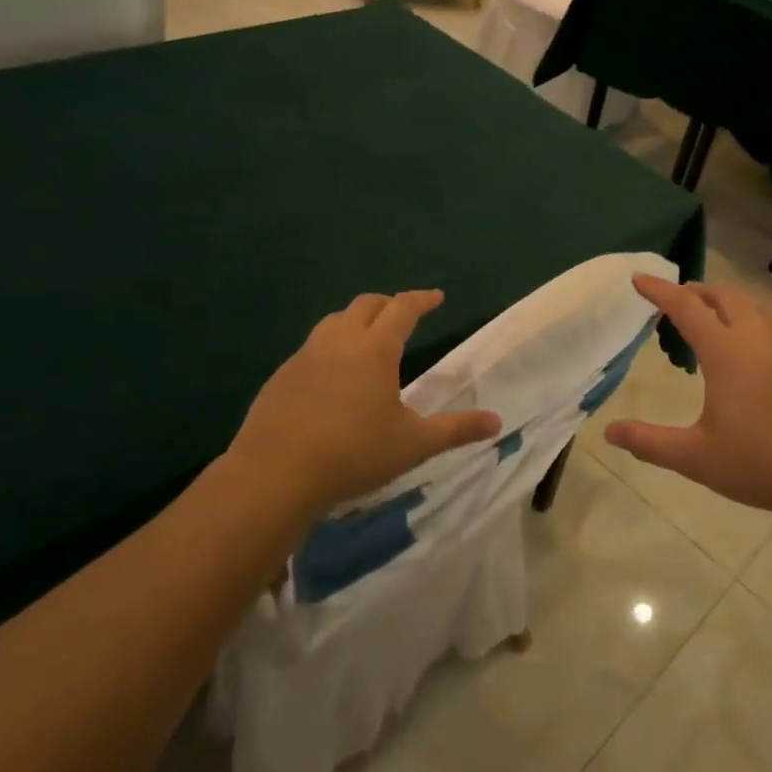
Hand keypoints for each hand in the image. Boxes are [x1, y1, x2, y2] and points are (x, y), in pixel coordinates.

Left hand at [228, 290, 500, 515]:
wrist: (275, 474)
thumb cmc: (354, 454)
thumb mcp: (413, 444)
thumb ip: (456, 429)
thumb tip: (496, 422)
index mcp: (374, 349)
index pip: (402, 309)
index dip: (421, 299)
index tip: (436, 297)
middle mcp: (339, 342)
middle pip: (365, 305)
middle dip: (388, 304)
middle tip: (403, 315)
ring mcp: (304, 356)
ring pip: (333, 321)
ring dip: (355, 321)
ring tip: (366, 339)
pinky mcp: (281, 377)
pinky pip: (310, 348)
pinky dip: (329, 347)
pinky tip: (331, 377)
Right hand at [604, 276, 771, 520]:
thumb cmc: (763, 463)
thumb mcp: (697, 458)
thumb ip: (650, 442)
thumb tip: (609, 433)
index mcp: (726, 352)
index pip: (686, 307)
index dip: (660, 290)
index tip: (640, 278)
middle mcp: (759, 337)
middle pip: (725, 296)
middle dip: (697, 291)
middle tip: (678, 301)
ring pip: (755, 307)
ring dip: (728, 303)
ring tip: (714, 322)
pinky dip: (754, 322)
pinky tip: (756, 352)